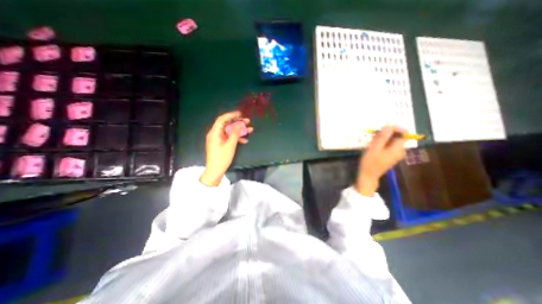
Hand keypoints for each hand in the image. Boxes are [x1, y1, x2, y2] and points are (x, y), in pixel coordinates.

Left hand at [200, 112, 252, 186]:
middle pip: (227, 125)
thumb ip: (235, 133)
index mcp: (215, 133)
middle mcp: (215, 134)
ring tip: (249, 129)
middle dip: (238, 123)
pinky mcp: (221, 144)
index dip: (231, 115)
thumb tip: (239, 124)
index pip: (222, 119)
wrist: (215, 171)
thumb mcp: (230, 145)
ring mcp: (218, 139)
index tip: (240, 114)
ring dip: (239, 130)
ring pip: (229, 131)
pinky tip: (245, 140)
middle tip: (247, 121)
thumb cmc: (222, 158)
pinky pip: (229, 138)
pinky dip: (236, 138)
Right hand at [356, 125, 406, 194]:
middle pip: (398, 137)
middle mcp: (400, 151)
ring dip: (383, 138)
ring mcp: (395, 155)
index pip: (404, 133)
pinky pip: (389, 147)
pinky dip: (382, 144)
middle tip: (375, 135)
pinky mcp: (390, 157)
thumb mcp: (375, 147)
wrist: (368, 176)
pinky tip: (374, 146)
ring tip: (372, 140)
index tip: (383, 127)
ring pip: (392, 142)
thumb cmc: (370, 161)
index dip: (396, 128)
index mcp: (398, 148)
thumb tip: (390, 124)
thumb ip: (383, 136)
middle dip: (387, 133)